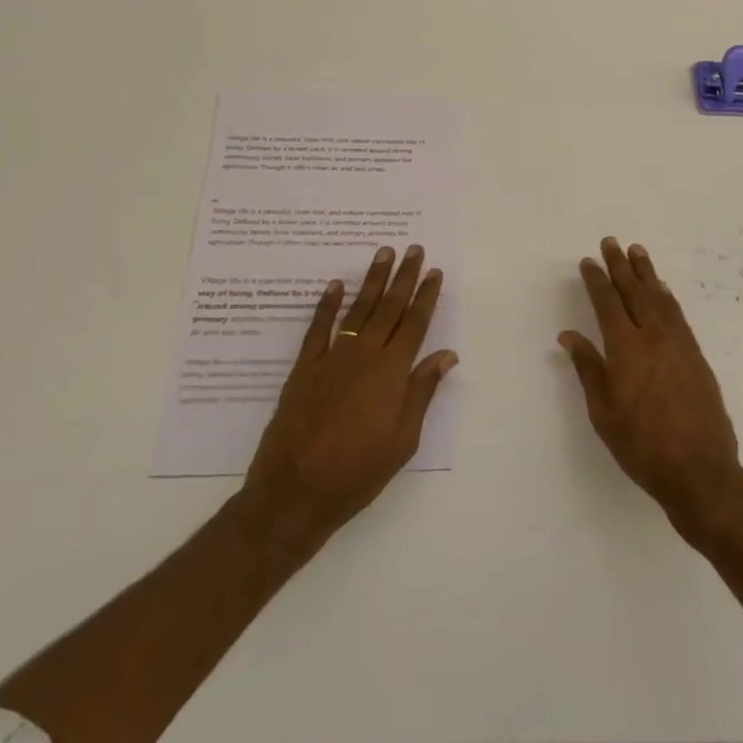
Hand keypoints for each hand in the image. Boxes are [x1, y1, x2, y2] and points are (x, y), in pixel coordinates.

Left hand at [241, 245, 455, 550]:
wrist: (295, 492)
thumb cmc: (358, 473)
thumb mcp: (402, 440)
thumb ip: (422, 392)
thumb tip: (446, 355)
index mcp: (392, 373)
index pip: (415, 324)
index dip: (426, 296)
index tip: (435, 272)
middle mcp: (364, 356)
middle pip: (389, 308)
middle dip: (404, 277)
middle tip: (413, 250)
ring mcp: (332, 358)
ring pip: (358, 309)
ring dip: (372, 280)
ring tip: (383, 254)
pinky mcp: (304, 368)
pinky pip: (318, 328)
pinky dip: (327, 305)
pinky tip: (336, 285)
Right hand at [560, 238, 742, 540]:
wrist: (700, 470)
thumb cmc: (642, 446)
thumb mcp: (604, 412)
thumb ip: (589, 369)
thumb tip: (569, 336)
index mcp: (626, 349)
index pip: (607, 304)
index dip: (597, 281)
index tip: (588, 262)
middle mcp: (653, 337)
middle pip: (635, 292)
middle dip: (621, 266)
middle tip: (612, 242)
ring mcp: (679, 344)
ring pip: (660, 298)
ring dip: (647, 273)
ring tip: (637, 252)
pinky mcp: (696, 356)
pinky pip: (678, 315)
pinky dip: (667, 297)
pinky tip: (662, 290)